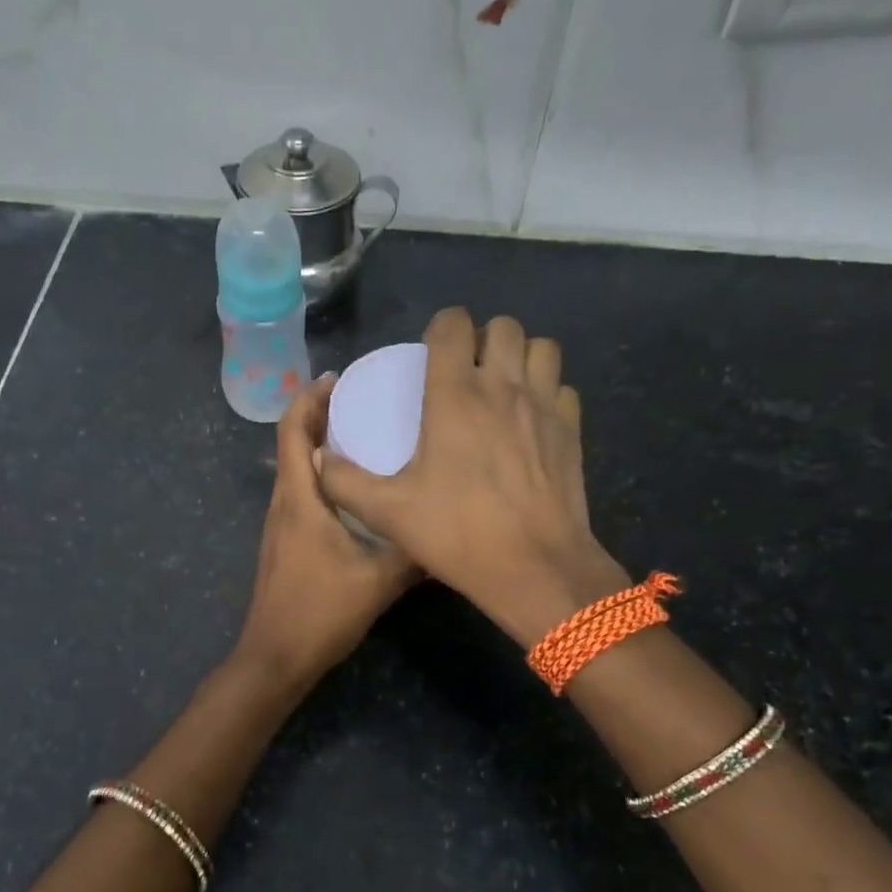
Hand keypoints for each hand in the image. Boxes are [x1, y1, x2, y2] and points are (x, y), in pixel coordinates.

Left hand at [235, 375, 419, 684]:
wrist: (275, 657)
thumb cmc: (320, 613)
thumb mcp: (378, 582)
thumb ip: (413, 553)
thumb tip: (448, 527)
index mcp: (299, 500)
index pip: (293, 432)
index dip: (309, 399)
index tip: (336, 378)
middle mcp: (283, 504)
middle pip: (291, 444)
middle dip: (317, 415)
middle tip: (358, 399)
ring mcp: (279, 525)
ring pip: (295, 470)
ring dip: (318, 445)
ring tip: (360, 434)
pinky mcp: (284, 543)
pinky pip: (300, 493)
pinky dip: (320, 475)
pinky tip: (353, 489)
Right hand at [318, 308, 629, 646]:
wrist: (534, 566)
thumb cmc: (457, 533)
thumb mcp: (387, 511)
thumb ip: (344, 482)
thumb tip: (319, 458)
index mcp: (456, 395)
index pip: (453, 324)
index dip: (440, 328)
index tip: (430, 354)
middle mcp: (504, 387)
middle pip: (503, 326)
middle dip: (482, 338)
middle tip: (466, 371)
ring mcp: (545, 406)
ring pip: (541, 348)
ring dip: (520, 356)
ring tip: (502, 386)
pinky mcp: (572, 430)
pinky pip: (562, 388)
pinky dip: (547, 393)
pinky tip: (531, 422)